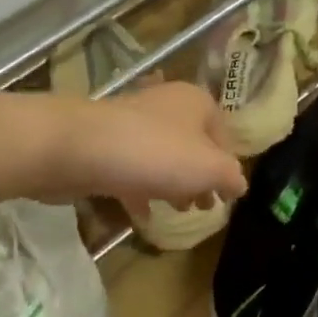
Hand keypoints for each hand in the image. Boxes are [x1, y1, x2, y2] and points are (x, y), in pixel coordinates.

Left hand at [48, 83, 247, 209]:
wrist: (79, 148)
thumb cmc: (155, 153)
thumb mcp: (209, 168)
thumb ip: (230, 177)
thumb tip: (238, 185)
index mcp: (196, 102)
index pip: (223, 134)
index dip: (228, 166)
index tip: (227, 195)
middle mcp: (166, 105)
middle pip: (192, 144)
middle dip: (200, 176)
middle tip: (203, 205)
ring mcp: (132, 123)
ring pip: (162, 156)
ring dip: (172, 183)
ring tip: (177, 210)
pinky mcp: (105, 143)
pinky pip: (132, 168)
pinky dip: (141, 188)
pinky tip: (142, 214)